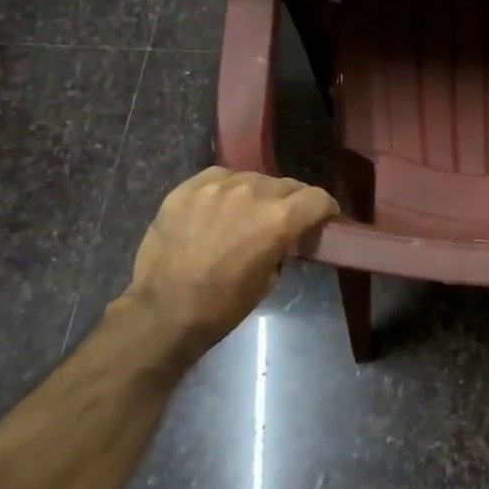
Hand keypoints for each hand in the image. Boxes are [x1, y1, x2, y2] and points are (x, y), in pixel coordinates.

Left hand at [120, 167, 338, 361]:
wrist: (163, 310)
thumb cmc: (222, 306)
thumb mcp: (270, 279)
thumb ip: (283, 246)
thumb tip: (284, 236)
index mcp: (278, 219)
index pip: (317, 198)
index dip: (324, 209)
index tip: (322, 219)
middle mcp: (252, 193)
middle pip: (287, 185)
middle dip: (292, 202)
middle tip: (282, 220)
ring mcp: (216, 186)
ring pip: (253, 178)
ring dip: (258, 194)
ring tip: (245, 214)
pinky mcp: (188, 187)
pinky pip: (220, 177)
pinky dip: (227, 189)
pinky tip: (219, 208)